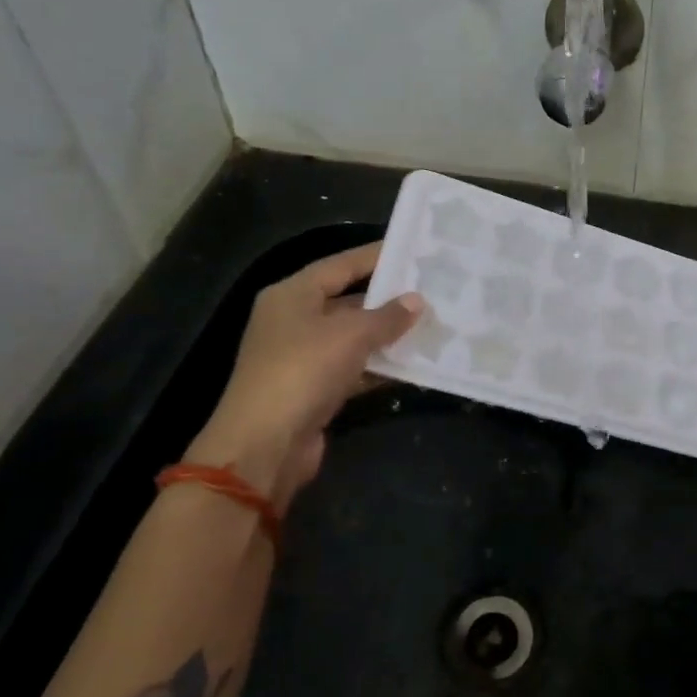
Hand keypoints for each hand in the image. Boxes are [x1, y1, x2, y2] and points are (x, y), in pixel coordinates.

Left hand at [183, 243, 422, 501]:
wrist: (265, 445)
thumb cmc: (303, 371)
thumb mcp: (351, 335)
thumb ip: (387, 316)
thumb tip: (417, 301)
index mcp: (292, 295)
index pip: (340, 265)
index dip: (376, 256)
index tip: (413, 250)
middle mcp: (293, 320)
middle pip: (347, 300)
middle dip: (388, 299)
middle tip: (431, 290)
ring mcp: (302, 357)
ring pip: (353, 337)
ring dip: (388, 335)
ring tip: (432, 325)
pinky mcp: (314, 389)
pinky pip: (354, 368)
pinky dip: (380, 367)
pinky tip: (414, 364)